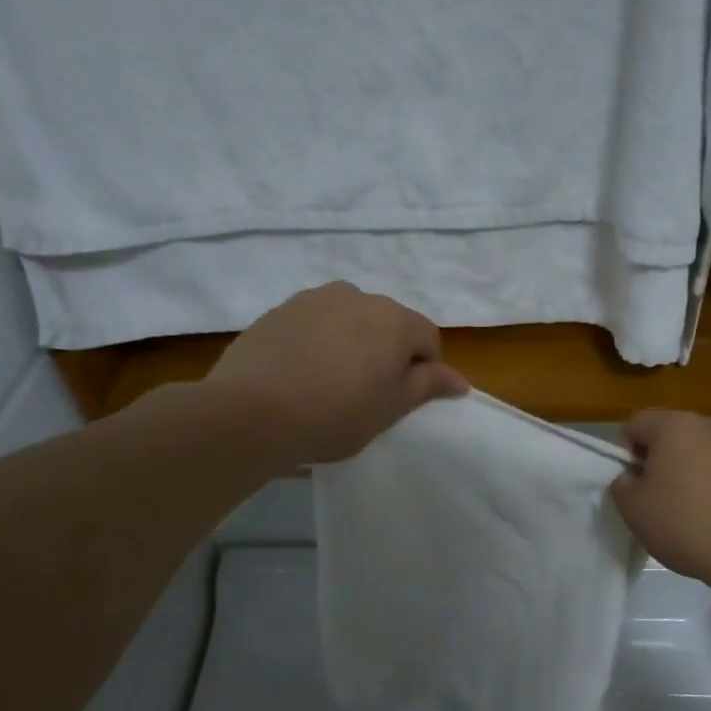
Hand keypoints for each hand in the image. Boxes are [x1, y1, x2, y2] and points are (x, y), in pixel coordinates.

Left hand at [203, 283, 467, 466]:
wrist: (250, 412)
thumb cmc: (334, 414)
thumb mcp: (390, 408)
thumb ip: (428, 386)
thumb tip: (460, 379)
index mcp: (393, 318)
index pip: (427, 337)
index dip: (423, 369)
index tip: (401, 399)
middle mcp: (356, 296)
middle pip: (387, 323)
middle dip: (386, 352)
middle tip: (366, 393)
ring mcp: (313, 299)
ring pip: (348, 320)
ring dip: (351, 343)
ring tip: (329, 382)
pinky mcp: (279, 310)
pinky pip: (314, 324)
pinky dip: (317, 342)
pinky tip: (300, 374)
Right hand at [609, 410, 710, 589]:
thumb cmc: (687, 526)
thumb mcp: (633, 510)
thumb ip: (622, 484)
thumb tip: (633, 477)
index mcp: (675, 426)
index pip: (636, 424)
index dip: (626, 454)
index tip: (634, 485)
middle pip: (673, 435)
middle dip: (663, 461)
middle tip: (662, 499)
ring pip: (706, 451)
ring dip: (695, 470)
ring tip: (698, 510)